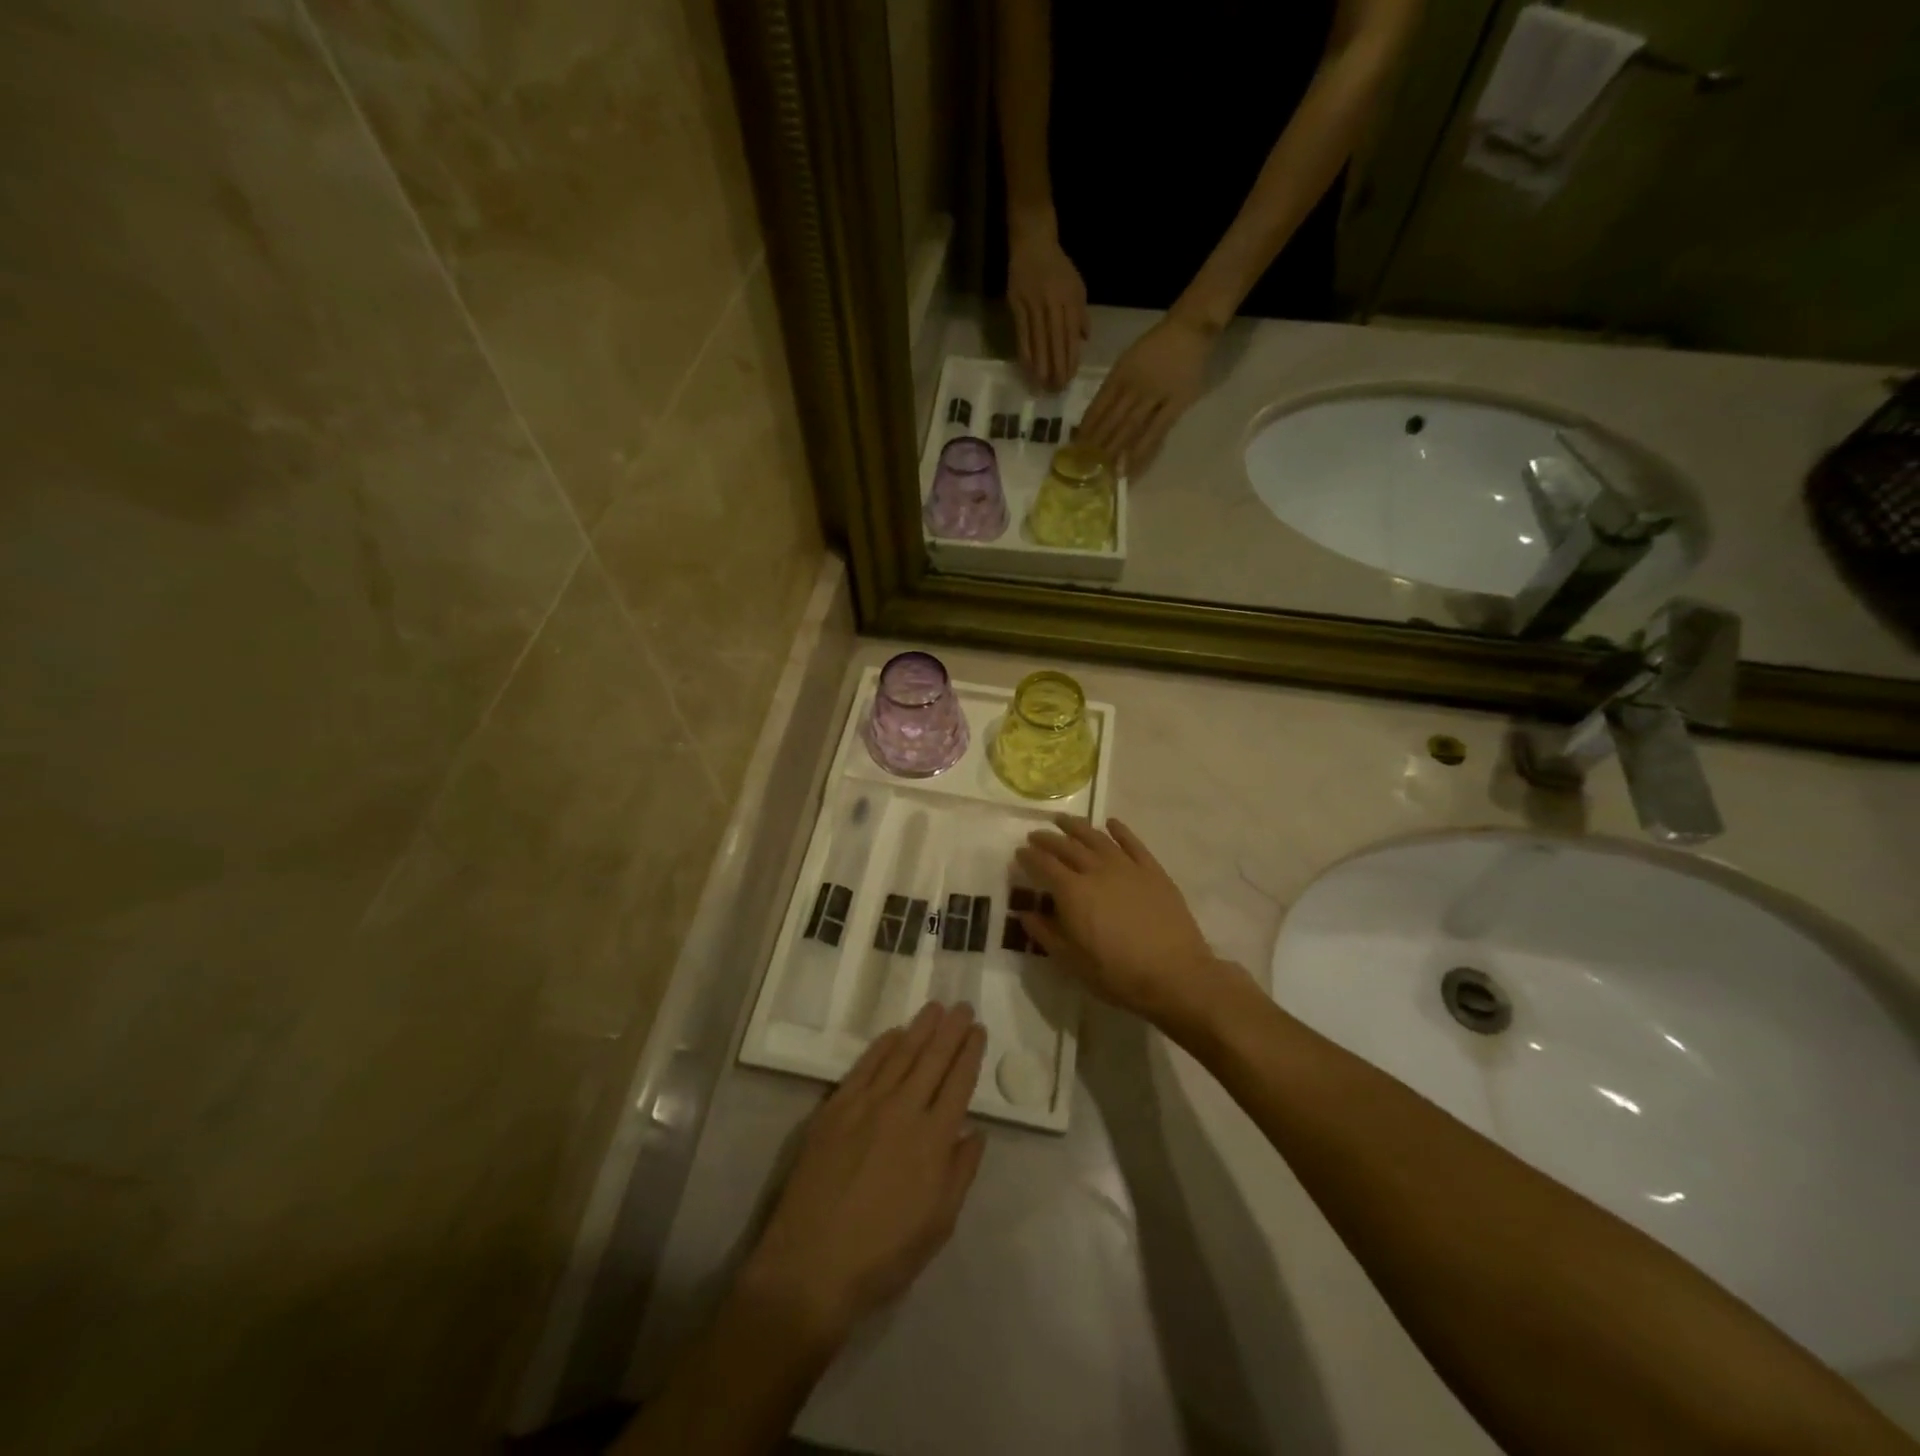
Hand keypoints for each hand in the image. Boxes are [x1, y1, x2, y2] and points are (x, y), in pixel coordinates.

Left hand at [742, 1002, 986, 1340]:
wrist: (811, 1266)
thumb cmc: (882, 1256)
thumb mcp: (938, 1225)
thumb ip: (960, 1173)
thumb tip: (976, 1132)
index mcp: (934, 1140)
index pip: (959, 1083)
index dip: (970, 1053)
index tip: (979, 1029)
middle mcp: (904, 1111)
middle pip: (933, 1059)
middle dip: (951, 1029)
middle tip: (963, 1006)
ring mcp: (866, 1105)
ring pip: (900, 1055)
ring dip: (920, 1028)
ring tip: (936, 1007)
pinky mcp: (835, 1108)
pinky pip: (864, 1067)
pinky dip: (882, 1046)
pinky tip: (894, 1033)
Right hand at [1007, 220, 1087, 391]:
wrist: (1033, 241)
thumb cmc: (1058, 266)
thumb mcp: (1077, 285)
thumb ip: (1080, 314)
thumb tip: (1083, 340)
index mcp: (1070, 300)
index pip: (1071, 336)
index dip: (1070, 359)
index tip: (1069, 379)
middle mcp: (1053, 304)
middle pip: (1056, 342)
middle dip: (1057, 367)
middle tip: (1057, 389)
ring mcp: (1034, 305)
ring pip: (1039, 341)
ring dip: (1041, 365)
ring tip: (1042, 385)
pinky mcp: (1017, 305)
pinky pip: (1022, 334)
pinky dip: (1026, 353)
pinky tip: (1028, 368)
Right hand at [1016, 816, 1247, 1032]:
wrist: (1174, 976)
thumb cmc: (1117, 974)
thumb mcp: (1071, 961)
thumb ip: (1045, 933)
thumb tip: (1024, 913)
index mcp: (1072, 892)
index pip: (1044, 865)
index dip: (1029, 857)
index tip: (1019, 853)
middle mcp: (1096, 870)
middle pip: (1067, 846)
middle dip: (1047, 839)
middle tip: (1035, 835)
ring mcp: (1127, 867)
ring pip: (1096, 838)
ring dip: (1077, 827)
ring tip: (1063, 820)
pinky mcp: (1152, 870)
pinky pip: (1132, 843)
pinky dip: (1119, 830)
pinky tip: (1111, 823)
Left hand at [1076, 312, 1214, 473]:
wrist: (1190, 328)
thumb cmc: (1155, 347)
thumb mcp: (1127, 360)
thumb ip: (1113, 386)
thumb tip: (1094, 417)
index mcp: (1120, 373)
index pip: (1099, 405)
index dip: (1087, 427)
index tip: (1075, 446)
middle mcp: (1135, 385)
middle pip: (1112, 419)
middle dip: (1097, 443)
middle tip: (1085, 464)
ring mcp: (1155, 395)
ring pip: (1130, 427)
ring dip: (1115, 450)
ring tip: (1103, 470)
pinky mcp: (1175, 405)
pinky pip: (1156, 432)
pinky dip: (1141, 451)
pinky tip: (1130, 466)